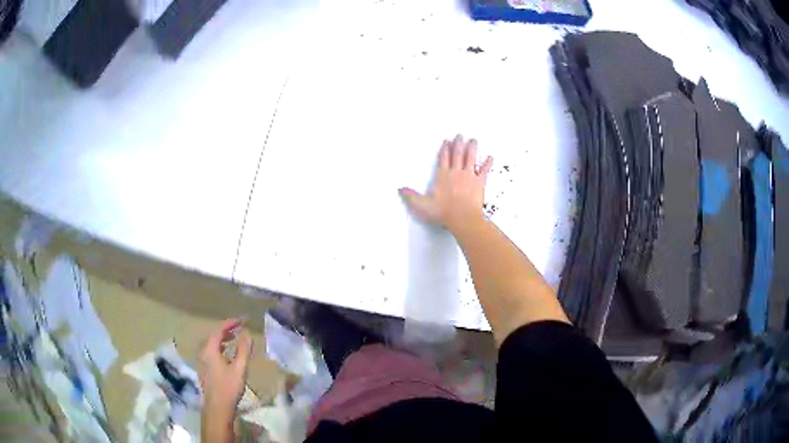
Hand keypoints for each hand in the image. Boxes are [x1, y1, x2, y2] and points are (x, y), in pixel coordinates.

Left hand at [198, 319, 251, 416]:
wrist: (217, 408)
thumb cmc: (228, 387)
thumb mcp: (239, 368)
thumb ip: (243, 350)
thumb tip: (247, 334)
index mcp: (210, 350)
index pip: (219, 330)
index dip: (230, 323)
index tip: (242, 321)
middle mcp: (203, 353)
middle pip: (214, 337)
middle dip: (226, 331)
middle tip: (239, 329)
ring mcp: (203, 362)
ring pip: (212, 346)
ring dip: (223, 340)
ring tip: (235, 340)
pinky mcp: (205, 370)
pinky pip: (212, 353)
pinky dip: (221, 349)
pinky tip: (228, 357)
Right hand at [399, 135, 492, 231]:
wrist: (463, 219)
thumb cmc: (444, 212)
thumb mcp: (423, 205)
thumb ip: (411, 196)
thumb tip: (401, 190)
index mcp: (443, 176)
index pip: (443, 158)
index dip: (445, 149)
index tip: (446, 141)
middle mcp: (456, 172)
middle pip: (458, 154)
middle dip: (458, 143)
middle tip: (460, 135)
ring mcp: (469, 176)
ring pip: (471, 157)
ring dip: (472, 148)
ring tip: (473, 140)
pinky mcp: (479, 182)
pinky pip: (484, 170)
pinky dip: (487, 163)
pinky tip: (490, 157)